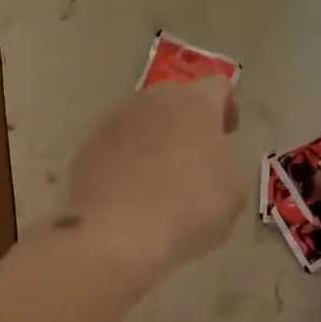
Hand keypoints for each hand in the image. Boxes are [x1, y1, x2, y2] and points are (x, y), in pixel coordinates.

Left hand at [64, 77, 244, 270]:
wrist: (115, 235)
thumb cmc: (188, 209)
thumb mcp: (233, 193)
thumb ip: (225, 163)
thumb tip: (210, 162)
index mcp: (196, 102)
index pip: (218, 87)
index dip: (226, 108)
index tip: (228, 135)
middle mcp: (153, 100)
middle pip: (176, 101)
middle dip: (187, 124)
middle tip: (195, 160)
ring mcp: (114, 121)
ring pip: (143, 123)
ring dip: (155, 142)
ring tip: (160, 183)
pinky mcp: (87, 146)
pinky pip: (116, 147)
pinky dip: (126, 162)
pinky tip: (131, 196)